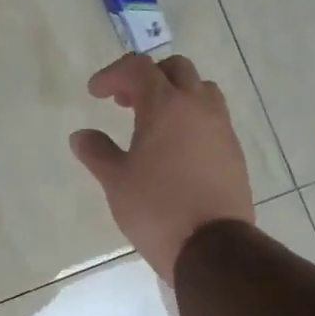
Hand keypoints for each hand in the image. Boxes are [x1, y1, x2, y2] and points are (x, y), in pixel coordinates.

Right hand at [69, 54, 252, 283]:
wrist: (212, 247)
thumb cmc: (156, 208)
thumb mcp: (116, 181)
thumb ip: (96, 151)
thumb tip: (81, 135)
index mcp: (166, 105)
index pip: (139, 68)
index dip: (113, 74)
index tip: (95, 94)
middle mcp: (198, 107)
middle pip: (175, 69)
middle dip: (147, 77)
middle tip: (125, 102)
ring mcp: (221, 128)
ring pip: (200, 90)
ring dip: (174, 95)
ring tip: (152, 123)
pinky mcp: (234, 152)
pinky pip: (212, 118)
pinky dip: (190, 119)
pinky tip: (174, 149)